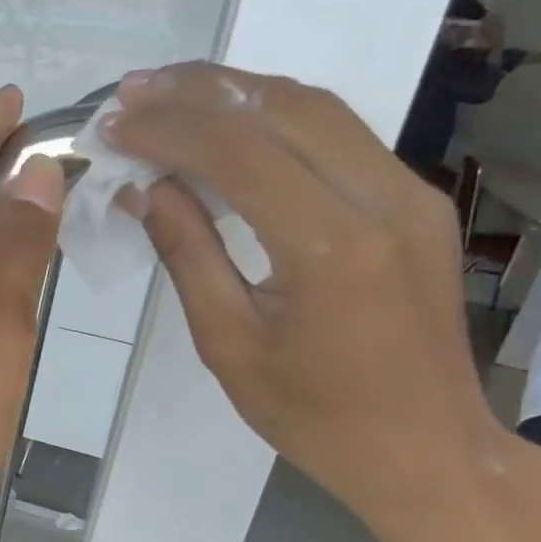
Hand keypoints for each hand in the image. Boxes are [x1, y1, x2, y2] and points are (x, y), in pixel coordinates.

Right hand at [106, 63, 519, 528]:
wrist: (426, 450)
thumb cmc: (314, 414)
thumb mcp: (228, 342)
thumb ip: (187, 253)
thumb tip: (144, 188)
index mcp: (330, 245)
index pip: (238, 152)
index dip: (167, 129)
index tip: (113, 124)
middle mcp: (382, 198)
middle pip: (283, 106)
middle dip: (199, 90)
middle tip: (134, 91)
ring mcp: (410, 192)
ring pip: (317, 108)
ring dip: (238, 92)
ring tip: (171, 94)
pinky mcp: (415, 201)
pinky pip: (340, 134)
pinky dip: (275, 117)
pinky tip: (230, 124)